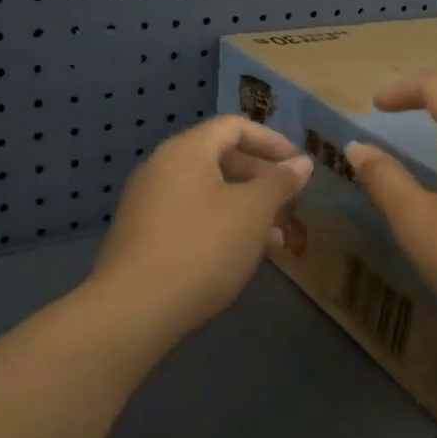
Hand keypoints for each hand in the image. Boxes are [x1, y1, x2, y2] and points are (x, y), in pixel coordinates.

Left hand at [93, 116, 314, 336]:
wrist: (134, 310)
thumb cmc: (202, 247)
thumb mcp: (253, 212)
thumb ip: (281, 182)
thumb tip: (302, 162)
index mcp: (186, 150)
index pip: (235, 127)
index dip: (273, 142)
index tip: (300, 166)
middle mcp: (162, 168)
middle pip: (221, 158)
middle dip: (262, 179)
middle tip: (292, 203)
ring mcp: (149, 203)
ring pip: (210, 192)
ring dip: (247, 207)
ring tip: (278, 237)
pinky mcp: (144, 236)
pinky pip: (193, 216)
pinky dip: (223, 225)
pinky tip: (245, 255)